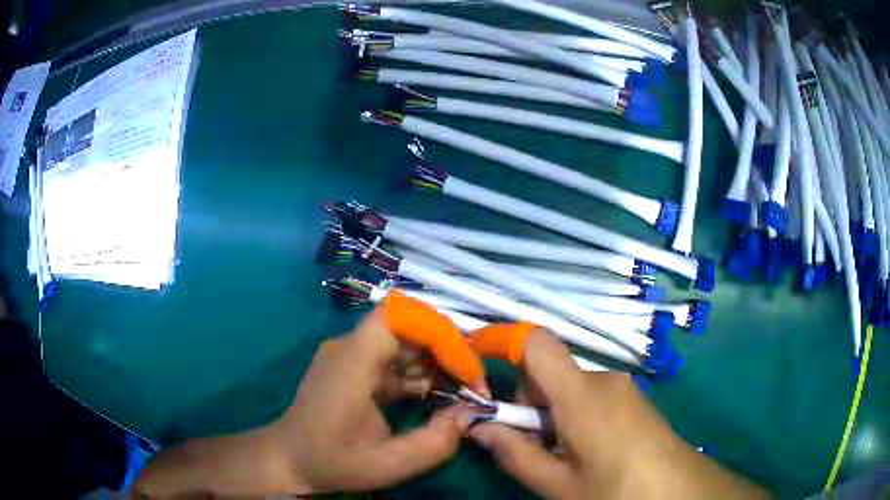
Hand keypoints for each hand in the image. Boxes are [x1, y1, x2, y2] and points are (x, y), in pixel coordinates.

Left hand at [135, 300, 484, 496]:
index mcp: (351, 362)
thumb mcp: (389, 464)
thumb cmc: (331, 461)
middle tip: (473, 383)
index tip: (466, 371)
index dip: (440, 334)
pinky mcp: (355, 365)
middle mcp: (349, 347)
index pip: (399, 316)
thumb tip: (470, 412)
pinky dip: (421, 373)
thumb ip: (436, 442)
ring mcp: (350, 353)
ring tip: (462, 393)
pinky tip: (437, 397)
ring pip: (405, 341)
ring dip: (438, 362)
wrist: (289, 458)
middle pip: (408, 325)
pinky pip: (395, 358)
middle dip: (448, 349)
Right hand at [468, 329, 770, 499]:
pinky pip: (592, 394)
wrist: (678, 490)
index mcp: (582, 396)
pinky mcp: (633, 397)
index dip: (504, 343)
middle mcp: (603, 379)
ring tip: (563, 453)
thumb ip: (515, 454)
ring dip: (553, 412)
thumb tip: (478, 429)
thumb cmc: (616, 490)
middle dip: (529, 402)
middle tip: (532, 443)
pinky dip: (576, 413)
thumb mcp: (558, 484)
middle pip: (550, 370)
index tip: (480, 366)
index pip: (537, 343)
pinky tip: (587, 448)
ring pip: (570, 386)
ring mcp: (623, 387)